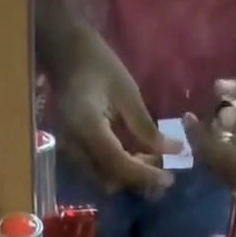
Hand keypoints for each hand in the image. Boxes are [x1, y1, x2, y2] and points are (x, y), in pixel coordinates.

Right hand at [49, 25, 183, 194]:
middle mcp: (76, 149)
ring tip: (150, 159)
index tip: (169, 179)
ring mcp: (72, 155)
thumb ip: (145, 127)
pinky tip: (134, 155)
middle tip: (162, 164)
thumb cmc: (98, 64)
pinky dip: (119, 170)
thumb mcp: (127, 92)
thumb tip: (170, 150)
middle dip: (138, 177)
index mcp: (89, 128)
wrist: (65, 55)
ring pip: (105, 180)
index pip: (119, 164)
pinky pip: (99, 173)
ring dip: (129, 176)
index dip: (145, 175)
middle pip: (111, 179)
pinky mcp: (75, 155)